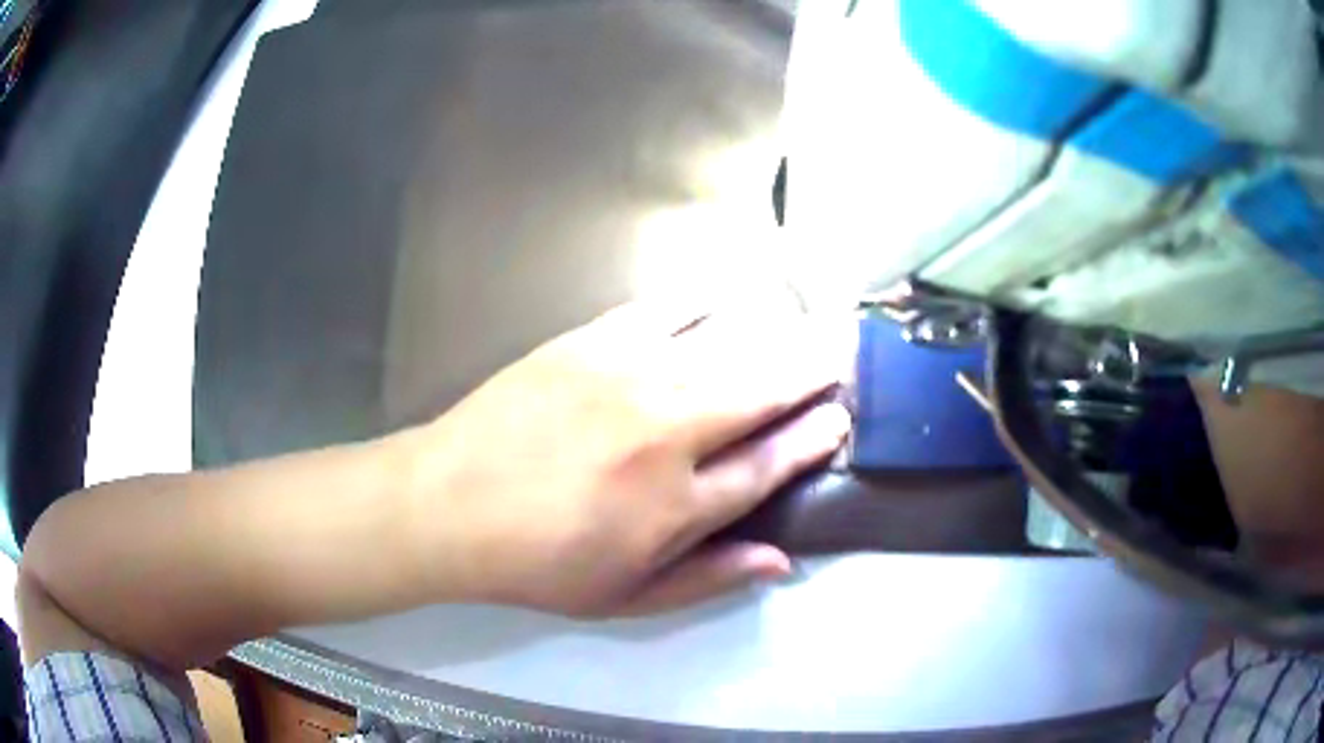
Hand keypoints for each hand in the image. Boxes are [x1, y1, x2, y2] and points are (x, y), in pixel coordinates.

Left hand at [406, 298, 852, 616]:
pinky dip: (708, 303)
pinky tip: (729, 299)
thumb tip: (781, 560)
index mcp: (677, 504)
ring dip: (775, 332)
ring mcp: (628, 377)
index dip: (813, 439)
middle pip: (763, 389)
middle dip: (813, 369)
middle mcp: (667, 432)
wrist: (449, 503)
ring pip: (727, 342)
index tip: (840, 419)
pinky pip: (667, 309)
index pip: (770, 463)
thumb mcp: (624, 598)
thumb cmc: (537, 562)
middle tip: (843, 352)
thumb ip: (708, 578)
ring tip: (806, 323)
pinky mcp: (591, 340)